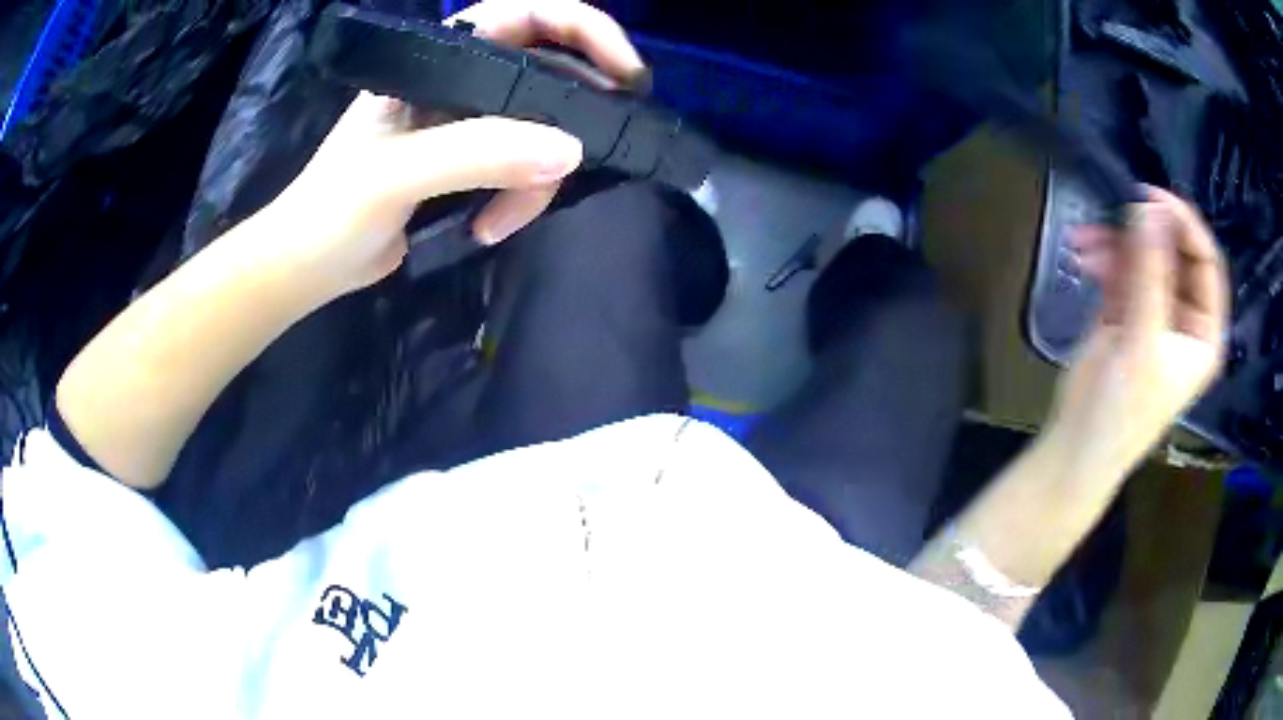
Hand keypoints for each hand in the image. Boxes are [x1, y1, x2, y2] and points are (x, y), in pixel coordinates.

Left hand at [264, 0, 644, 297]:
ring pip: (538, 131)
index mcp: (434, 60)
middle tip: (594, 151)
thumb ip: (476, 153)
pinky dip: (519, 200)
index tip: (626, 74)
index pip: (523, 16)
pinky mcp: (468, 166)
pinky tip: (488, 229)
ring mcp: (464, 125)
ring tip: (502, 222)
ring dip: (535, 179)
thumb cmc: (329, 211)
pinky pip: (521, 169)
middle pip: (544, 74)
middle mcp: (457, 83)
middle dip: (570, 117)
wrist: (305, 269)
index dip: (583, 30)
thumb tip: (571, 150)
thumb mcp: (395, 174)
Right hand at [1049, 186, 1229, 478]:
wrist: (1077, 445)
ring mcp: (1155, 311)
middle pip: (1173, 253)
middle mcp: (1185, 316)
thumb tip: (1148, 205)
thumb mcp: (1143, 340)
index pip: (1206, 263)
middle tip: (1116, 207)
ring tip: (1085, 239)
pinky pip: (1120, 268)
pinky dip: (1102, 256)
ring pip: (1144, 256)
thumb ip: (1149, 272)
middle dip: (1144, 231)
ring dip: (1116, 242)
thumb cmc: (1123, 407)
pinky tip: (1082, 256)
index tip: (1151, 196)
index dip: (1185, 225)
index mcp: (1204, 331)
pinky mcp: (1125, 310)